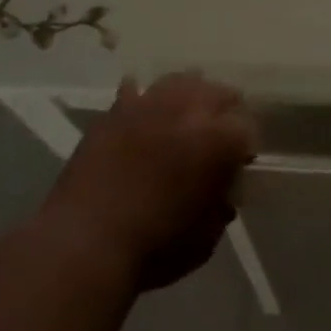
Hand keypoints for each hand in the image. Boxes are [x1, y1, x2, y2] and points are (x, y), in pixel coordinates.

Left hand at [48, 73, 257, 290]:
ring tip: (184, 117)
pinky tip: (142, 110)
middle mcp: (188, 110)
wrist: (83, 245)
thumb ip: (218, 209)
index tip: (240, 165)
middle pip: (220, 92)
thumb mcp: (204, 240)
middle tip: (218, 137)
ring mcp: (149, 105)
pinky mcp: (114, 112)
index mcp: (219, 140)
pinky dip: (142, 99)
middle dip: (225, 112)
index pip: (247, 128)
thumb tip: (220, 196)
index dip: (246, 147)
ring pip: (181, 80)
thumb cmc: (154, 249)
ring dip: (189, 96)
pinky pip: (133, 90)